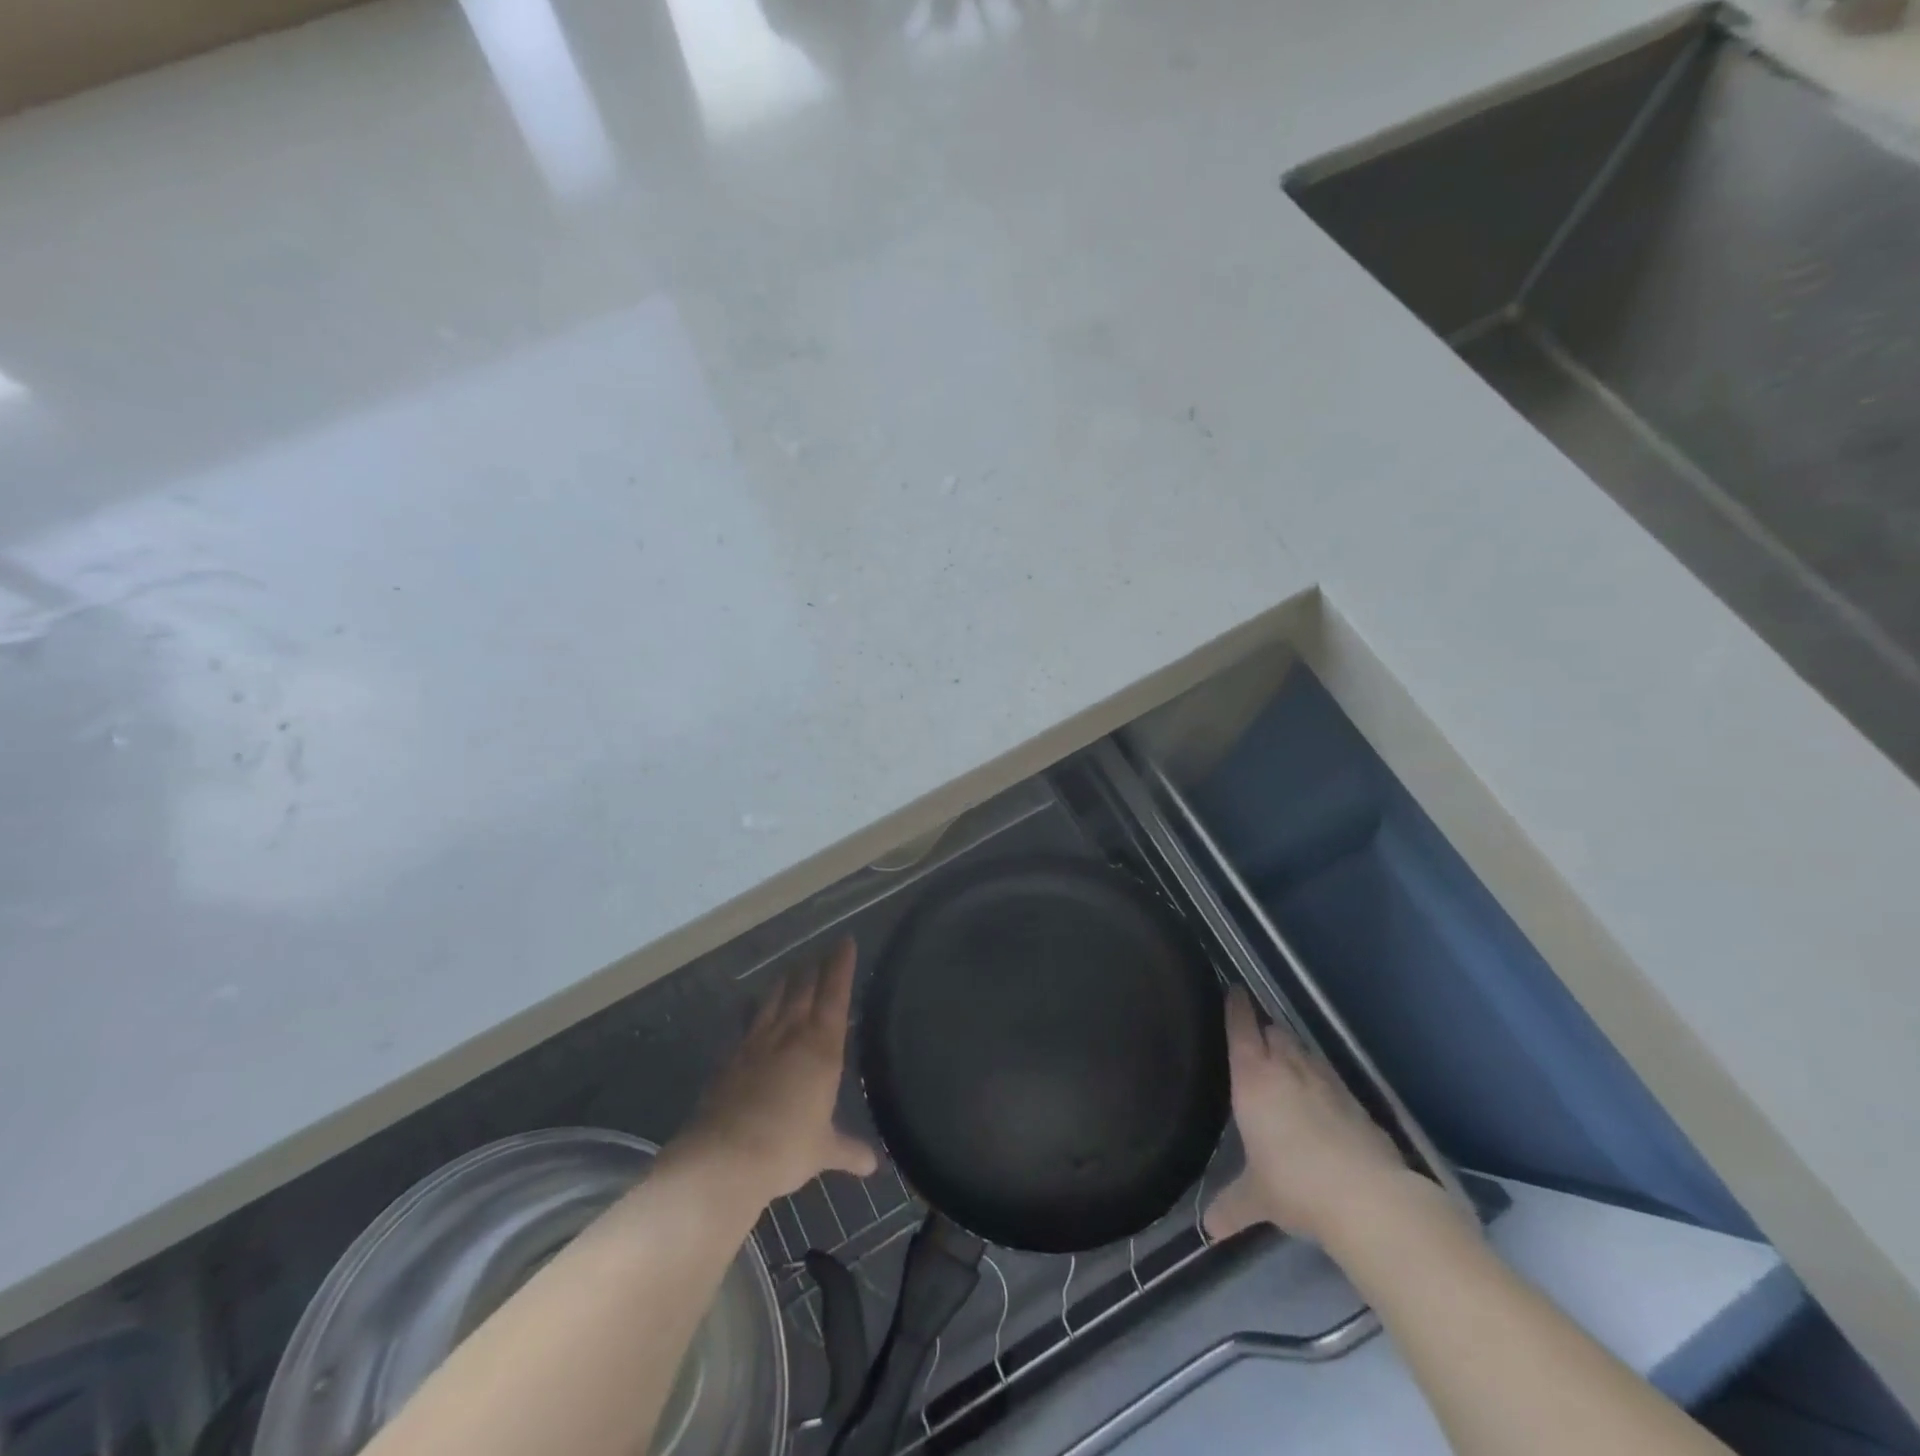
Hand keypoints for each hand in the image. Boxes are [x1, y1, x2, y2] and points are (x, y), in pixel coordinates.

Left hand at [681, 938, 877, 1201]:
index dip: (841, 966)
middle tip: (821, 952)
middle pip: (804, 989)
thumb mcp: (823, 1151)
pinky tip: (749, 1005)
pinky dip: (751, 1010)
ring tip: (791, 969)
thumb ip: (848, 1149)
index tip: (845, 941)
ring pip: (774, 1000)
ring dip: (784, 982)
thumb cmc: (787, 1149)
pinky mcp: (730, 1058)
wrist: (724, 1159)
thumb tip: (872, 1164)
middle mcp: (790, 1035)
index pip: (835, 995)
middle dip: (814, 968)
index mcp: (821, 1048)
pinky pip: (745, 1023)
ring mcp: (756, 1043)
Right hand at [1204, 988, 1411, 1244]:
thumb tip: (1208, 1231)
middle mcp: (1288, 1068)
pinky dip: (1320, 1079)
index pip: (1241, 1028)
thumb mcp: (1257, 1198)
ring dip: (1293, 1051)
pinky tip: (1321, 1098)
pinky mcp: (1356, 1102)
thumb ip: (1231, 1206)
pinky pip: (1330, 1077)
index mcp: (1253, 1078)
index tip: (1233, 990)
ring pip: (1304, 1050)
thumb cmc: (1295, 1185)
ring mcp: (1326, 1082)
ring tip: (1286, 1062)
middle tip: (1255, 1036)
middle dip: (1264, 1029)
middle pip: (1274, 1031)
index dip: (1236, 1007)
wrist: (1369, 1199)